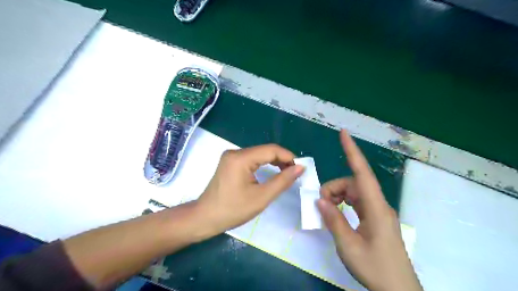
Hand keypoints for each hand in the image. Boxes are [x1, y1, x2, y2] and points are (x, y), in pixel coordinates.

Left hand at [197, 145, 304, 234]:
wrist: (205, 218)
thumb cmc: (233, 210)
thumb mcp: (261, 197)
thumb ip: (282, 180)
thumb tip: (300, 168)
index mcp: (241, 158)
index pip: (271, 150)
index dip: (288, 156)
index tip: (301, 168)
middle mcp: (235, 152)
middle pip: (265, 150)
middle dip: (282, 159)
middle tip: (295, 172)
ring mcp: (231, 156)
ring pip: (259, 154)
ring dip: (274, 162)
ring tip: (286, 173)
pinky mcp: (230, 162)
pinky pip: (252, 159)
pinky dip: (264, 164)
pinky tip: (271, 171)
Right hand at [316, 130, 419, 290]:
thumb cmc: (375, 268)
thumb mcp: (348, 246)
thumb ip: (333, 220)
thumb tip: (320, 200)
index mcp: (375, 208)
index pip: (362, 173)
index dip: (352, 151)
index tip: (344, 133)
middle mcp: (377, 205)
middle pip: (352, 184)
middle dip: (333, 189)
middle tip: (320, 206)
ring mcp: (376, 212)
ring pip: (352, 193)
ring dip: (336, 198)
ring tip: (326, 213)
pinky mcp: (374, 219)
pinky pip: (355, 203)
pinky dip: (342, 205)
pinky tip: (335, 215)